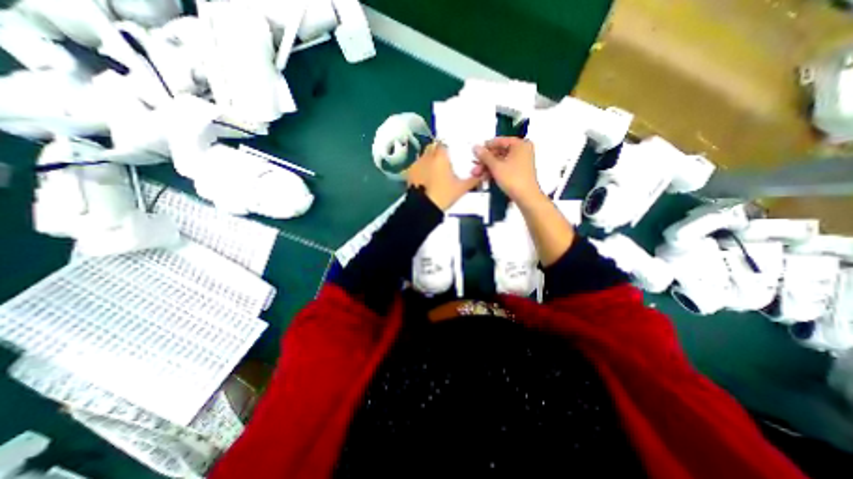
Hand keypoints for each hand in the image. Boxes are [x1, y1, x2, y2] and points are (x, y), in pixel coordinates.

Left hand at [409, 140, 481, 208]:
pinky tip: (426, 178)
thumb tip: (484, 173)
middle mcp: (427, 156)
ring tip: (435, 171)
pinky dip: (422, 168)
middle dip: (438, 152)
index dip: (448, 146)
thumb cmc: (444, 195)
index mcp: (441, 157)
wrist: (423, 208)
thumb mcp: (461, 188)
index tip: (452, 152)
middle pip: (433, 147)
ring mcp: (417, 164)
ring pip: (425, 156)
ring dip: (430, 160)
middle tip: (445, 162)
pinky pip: (418, 165)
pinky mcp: (410, 172)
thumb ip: (473, 179)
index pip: (444, 142)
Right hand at [474, 138, 538, 206]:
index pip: (499, 141)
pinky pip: (504, 167)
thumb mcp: (496, 166)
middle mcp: (522, 150)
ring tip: (477, 174)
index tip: (476, 152)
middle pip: (499, 152)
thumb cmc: (513, 179)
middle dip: (485, 161)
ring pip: (500, 161)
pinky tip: (485, 177)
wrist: (525, 197)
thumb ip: (484, 156)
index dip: (486, 147)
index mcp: (520, 144)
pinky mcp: (519, 171)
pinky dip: (495, 171)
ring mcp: (521, 161)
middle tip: (475, 166)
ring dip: (488, 167)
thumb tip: (475, 147)